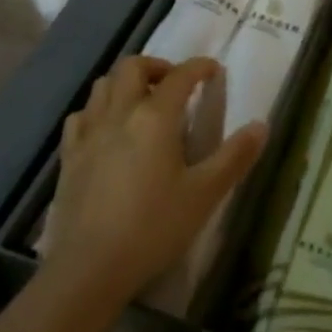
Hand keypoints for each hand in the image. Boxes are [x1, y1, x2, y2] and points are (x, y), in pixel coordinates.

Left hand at [45, 56, 267, 310]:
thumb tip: (262, 125)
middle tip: (174, 84)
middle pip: (132, 67)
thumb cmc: (154, 227)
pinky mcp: (69, 154)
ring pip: (103, 84)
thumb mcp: (204, 194)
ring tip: (142, 101)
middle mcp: (119, 113)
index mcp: (155, 117)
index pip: (180, 76)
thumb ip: (234, 157)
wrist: (90, 265)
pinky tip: (106, 128)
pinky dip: (97, 109)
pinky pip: (81, 115)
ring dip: (125, 82)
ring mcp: (89, 132)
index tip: (213, 70)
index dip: (199, 67)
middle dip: (157, 66)